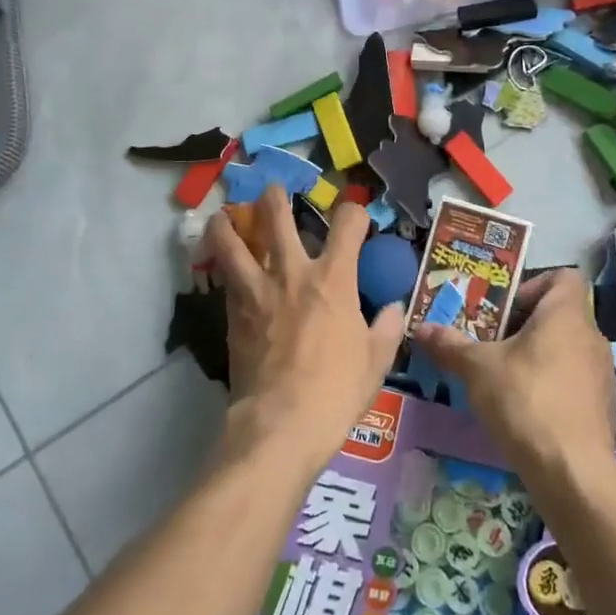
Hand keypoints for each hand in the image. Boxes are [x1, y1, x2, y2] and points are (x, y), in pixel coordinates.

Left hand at [202, 186, 405, 473]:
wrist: (282, 423)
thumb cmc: (337, 391)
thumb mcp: (375, 362)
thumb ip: (385, 328)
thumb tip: (393, 309)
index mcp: (334, 278)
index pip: (348, 223)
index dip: (355, 212)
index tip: (355, 218)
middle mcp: (293, 272)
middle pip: (277, 217)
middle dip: (275, 197)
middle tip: (273, 191)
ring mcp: (258, 290)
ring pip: (234, 243)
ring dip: (227, 224)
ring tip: (222, 217)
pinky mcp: (234, 314)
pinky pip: (226, 280)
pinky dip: (222, 268)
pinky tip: (223, 269)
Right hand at [413, 269, 615, 485]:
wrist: (573, 473)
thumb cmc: (526, 401)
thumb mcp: (478, 369)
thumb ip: (450, 345)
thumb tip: (421, 328)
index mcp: (566, 315)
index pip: (563, 277)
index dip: (533, 285)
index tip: (505, 309)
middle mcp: (592, 337)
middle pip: (559, 315)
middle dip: (525, 326)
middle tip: (492, 342)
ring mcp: (603, 374)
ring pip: (567, 349)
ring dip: (538, 357)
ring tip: (505, 377)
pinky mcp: (605, 408)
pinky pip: (575, 382)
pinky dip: (553, 386)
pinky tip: (527, 410)